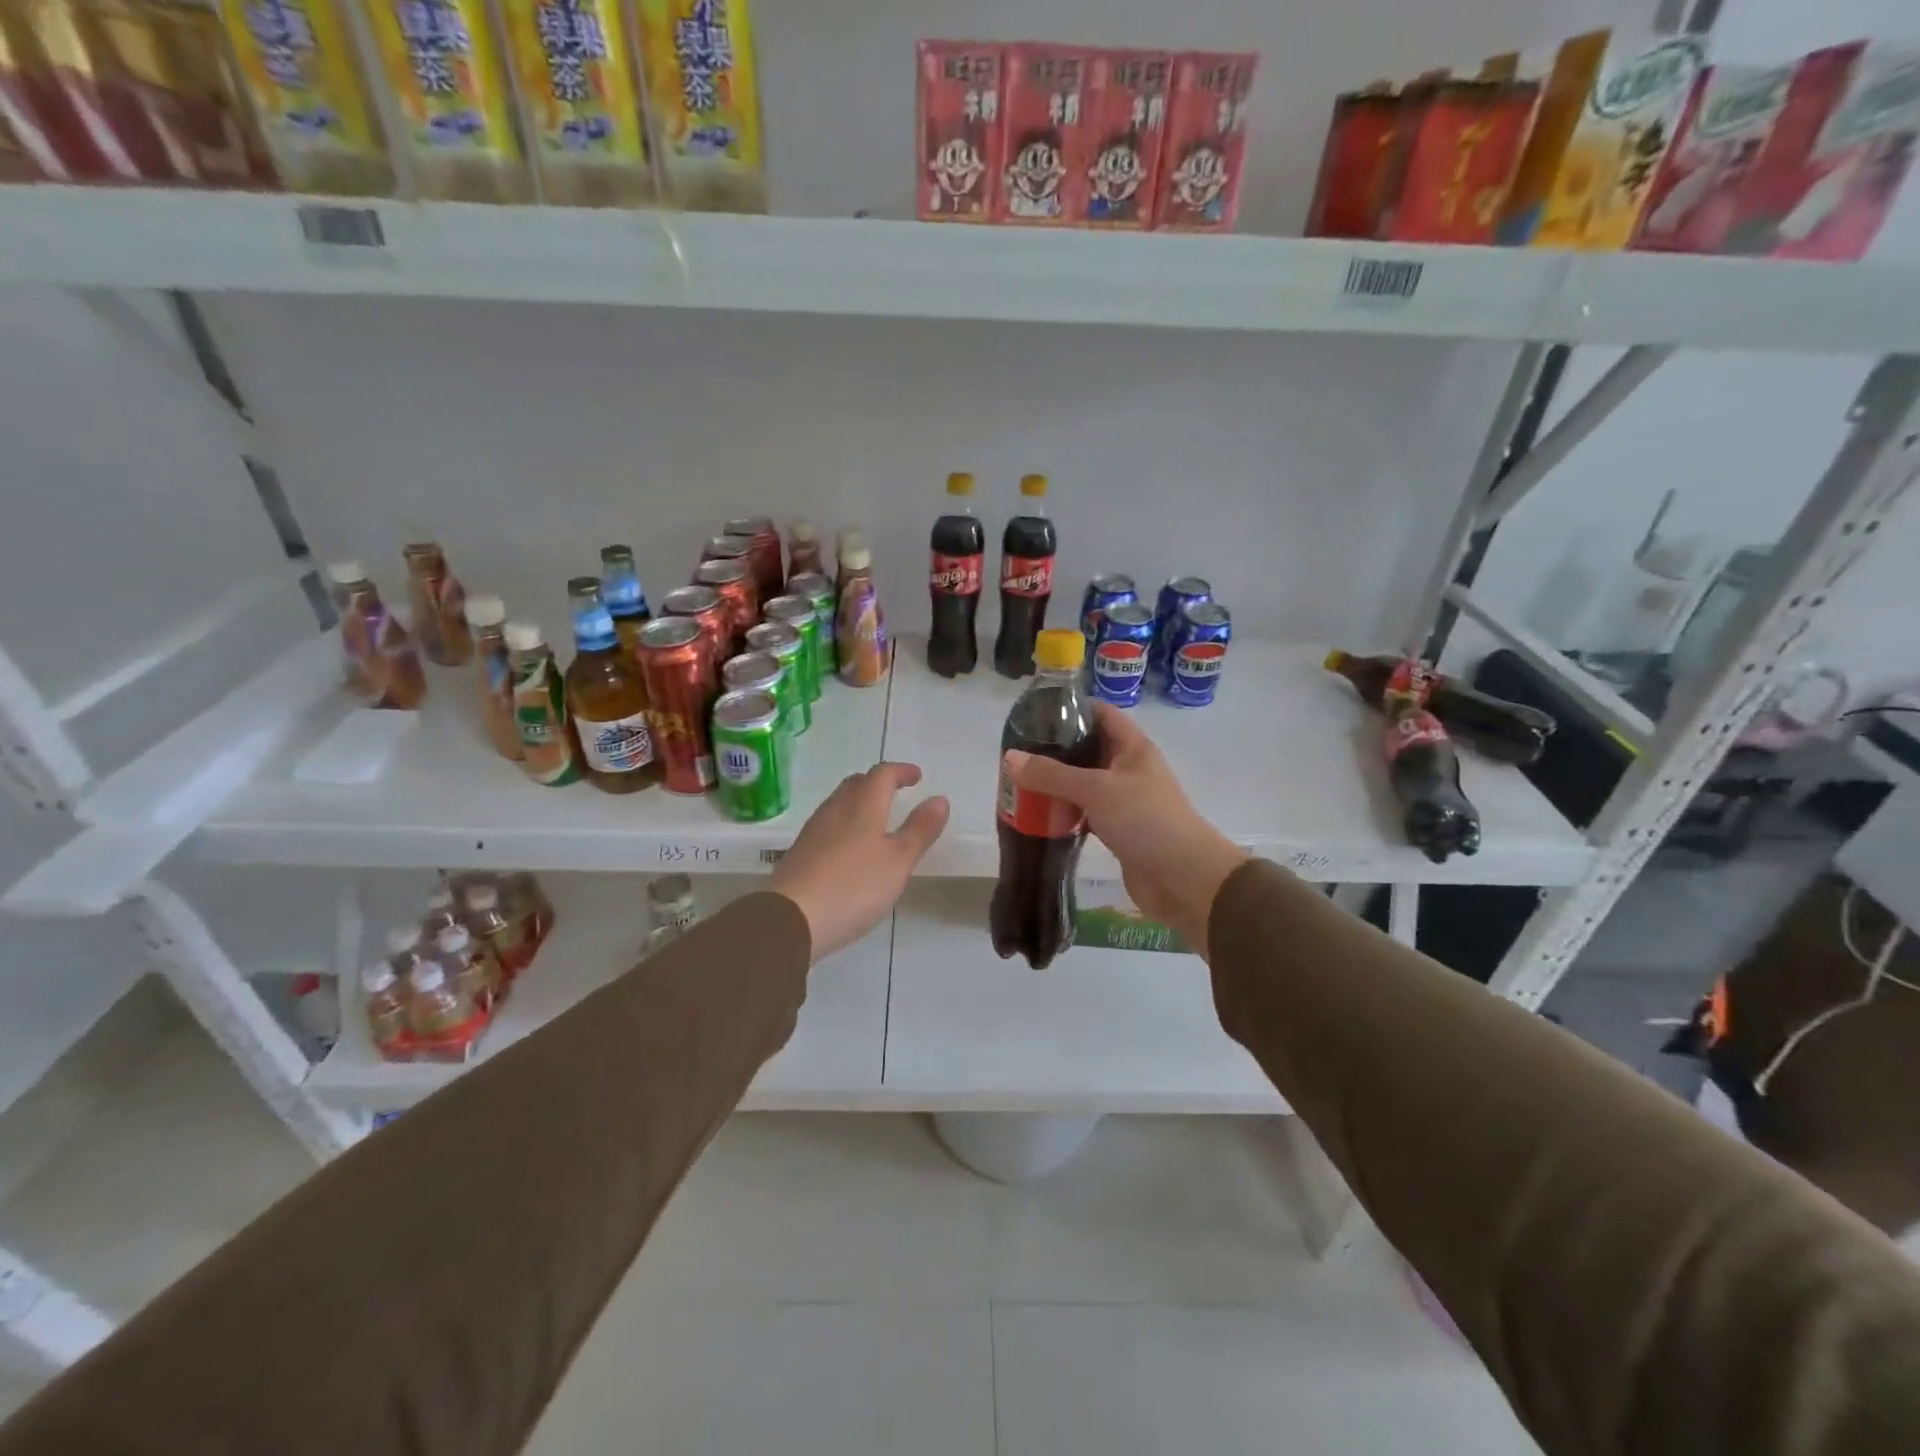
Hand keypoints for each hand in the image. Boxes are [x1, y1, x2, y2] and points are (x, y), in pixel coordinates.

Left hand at [769, 762, 949, 960]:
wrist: (791, 918)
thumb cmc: (853, 886)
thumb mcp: (898, 861)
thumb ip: (919, 830)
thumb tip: (939, 798)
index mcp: (863, 806)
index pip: (882, 775)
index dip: (900, 771)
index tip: (917, 776)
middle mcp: (836, 811)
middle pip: (856, 784)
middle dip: (877, 783)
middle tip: (895, 792)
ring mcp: (814, 832)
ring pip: (839, 804)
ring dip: (859, 803)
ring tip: (876, 819)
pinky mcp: (800, 854)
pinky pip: (827, 826)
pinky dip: (845, 825)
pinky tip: (850, 849)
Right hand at [1003, 704, 1246, 957]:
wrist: (1183, 878)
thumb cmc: (1145, 820)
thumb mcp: (1096, 790)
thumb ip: (1052, 774)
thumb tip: (1010, 757)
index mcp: (1133, 748)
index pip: (1102, 713)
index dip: (1072, 708)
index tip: (1036, 712)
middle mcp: (1129, 769)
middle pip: (1089, 749)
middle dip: (1056, 749)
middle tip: (1019, 752)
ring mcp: (1125, 801)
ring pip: (1085, 784)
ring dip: (1058, 784)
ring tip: (1021, 781)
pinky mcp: (1119, 830)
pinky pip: (1086, 813)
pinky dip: (1065, 812)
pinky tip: (1039, 815)